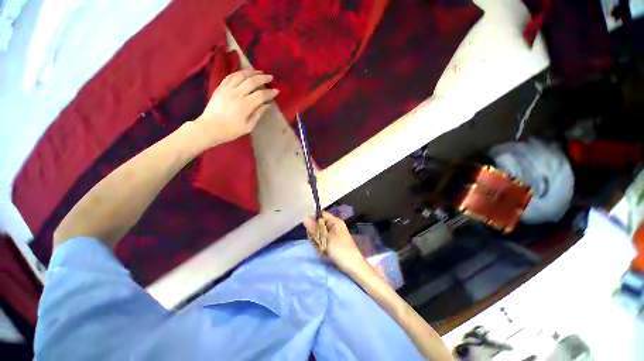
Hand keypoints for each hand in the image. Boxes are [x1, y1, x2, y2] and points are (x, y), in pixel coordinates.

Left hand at [194, 69, 278, 145]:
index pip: (261, 95)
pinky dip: (238, 73)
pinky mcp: (220, 87)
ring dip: (251, 72)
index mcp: (245, 105)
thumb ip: (258, 114)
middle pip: (252, 81)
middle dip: (263, 78)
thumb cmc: (231, 130)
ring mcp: (227, 89)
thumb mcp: (248, 127)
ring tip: (259, 71)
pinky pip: (230, 76)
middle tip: (270, 77)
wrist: (209, 128)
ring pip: (241, 75)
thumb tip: (267, 105)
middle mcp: (236, 94)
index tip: (277, 91)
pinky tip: (244, 73)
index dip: (270, 92)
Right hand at [303, 212, 367, 273]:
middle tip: (318, 243)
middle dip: (315, 235)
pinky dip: (321, 247)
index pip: (320, 215)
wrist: (353, 267)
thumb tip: (305, 217)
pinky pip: (322, 241)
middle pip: (318, 225)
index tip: (310, 230)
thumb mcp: (326, 239)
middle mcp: (334, 226)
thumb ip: (315, 229)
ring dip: (318, 243)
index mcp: (335, 222)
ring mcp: (333, 235)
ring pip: (319, 235)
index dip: (314, 220)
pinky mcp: (332, 243)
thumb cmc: (341, 251)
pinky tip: (324, 253)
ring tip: (322, 250)